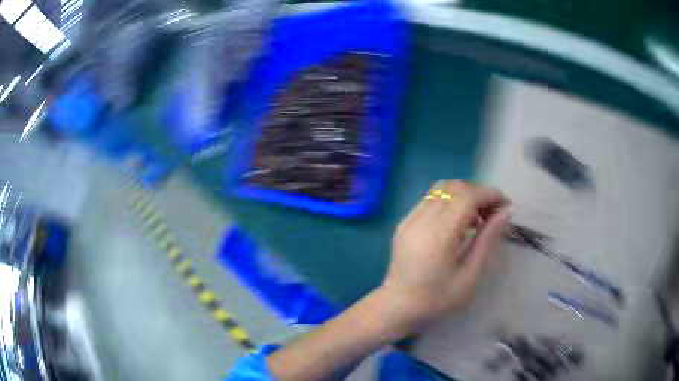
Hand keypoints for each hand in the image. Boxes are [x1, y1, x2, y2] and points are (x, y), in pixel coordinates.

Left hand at [380, 179, 509, 335]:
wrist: (397, 308)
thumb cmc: (436, 300)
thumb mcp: (469, 276)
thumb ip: (487, 240)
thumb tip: (506, 213)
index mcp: (438, 235)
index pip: (467, 196)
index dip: (490, 194)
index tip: (506, 205)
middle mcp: (421, 220)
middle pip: (455, 188)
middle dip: (479, 194)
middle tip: (494, 214)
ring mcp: (409, 219)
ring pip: (441, 189)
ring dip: (464, 195)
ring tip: (478, 218)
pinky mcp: (404, 223)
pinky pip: (430, 199)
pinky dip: (449, 202)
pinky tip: (458, 222)